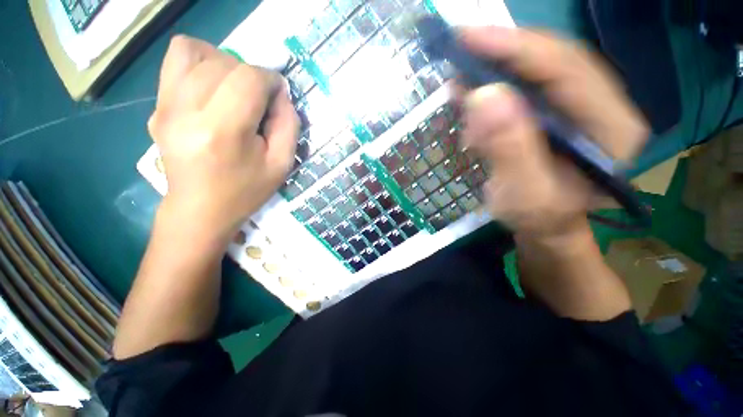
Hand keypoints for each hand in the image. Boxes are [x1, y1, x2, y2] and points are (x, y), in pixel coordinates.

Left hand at [149, 35, 299, 238]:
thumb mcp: (281, 164)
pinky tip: (213, 85)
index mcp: (223, 131)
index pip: (248, 79)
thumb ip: (288, 124)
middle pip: (224, 63)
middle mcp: (186, 111)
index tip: (279, 97)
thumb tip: (281, 93)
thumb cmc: (246, 191)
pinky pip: (175, 61)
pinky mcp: (157, 106)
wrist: (200, 209)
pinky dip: (200, 61)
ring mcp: (165, 106)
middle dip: (252, 75)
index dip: (271, 80)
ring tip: (236, 90)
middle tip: (260, 101)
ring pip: (196, 52)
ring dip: (226, 64)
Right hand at [458, 28, 647, 240]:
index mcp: (610, 127)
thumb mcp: (522, 193)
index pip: (567, 69)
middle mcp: (603, 106)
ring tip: (461, 76)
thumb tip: (484, 96)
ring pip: (538, 68)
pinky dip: (495, 82)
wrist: (544, 223)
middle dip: (504, 51)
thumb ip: (508, 148)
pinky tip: (472, 90)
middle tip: (460, 49)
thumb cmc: (537, 216)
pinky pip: (527, 83)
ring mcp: (581, 105)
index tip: (470, 39)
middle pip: (554, 59)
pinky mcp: (558, 109)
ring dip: (496, 67)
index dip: (518, 48)